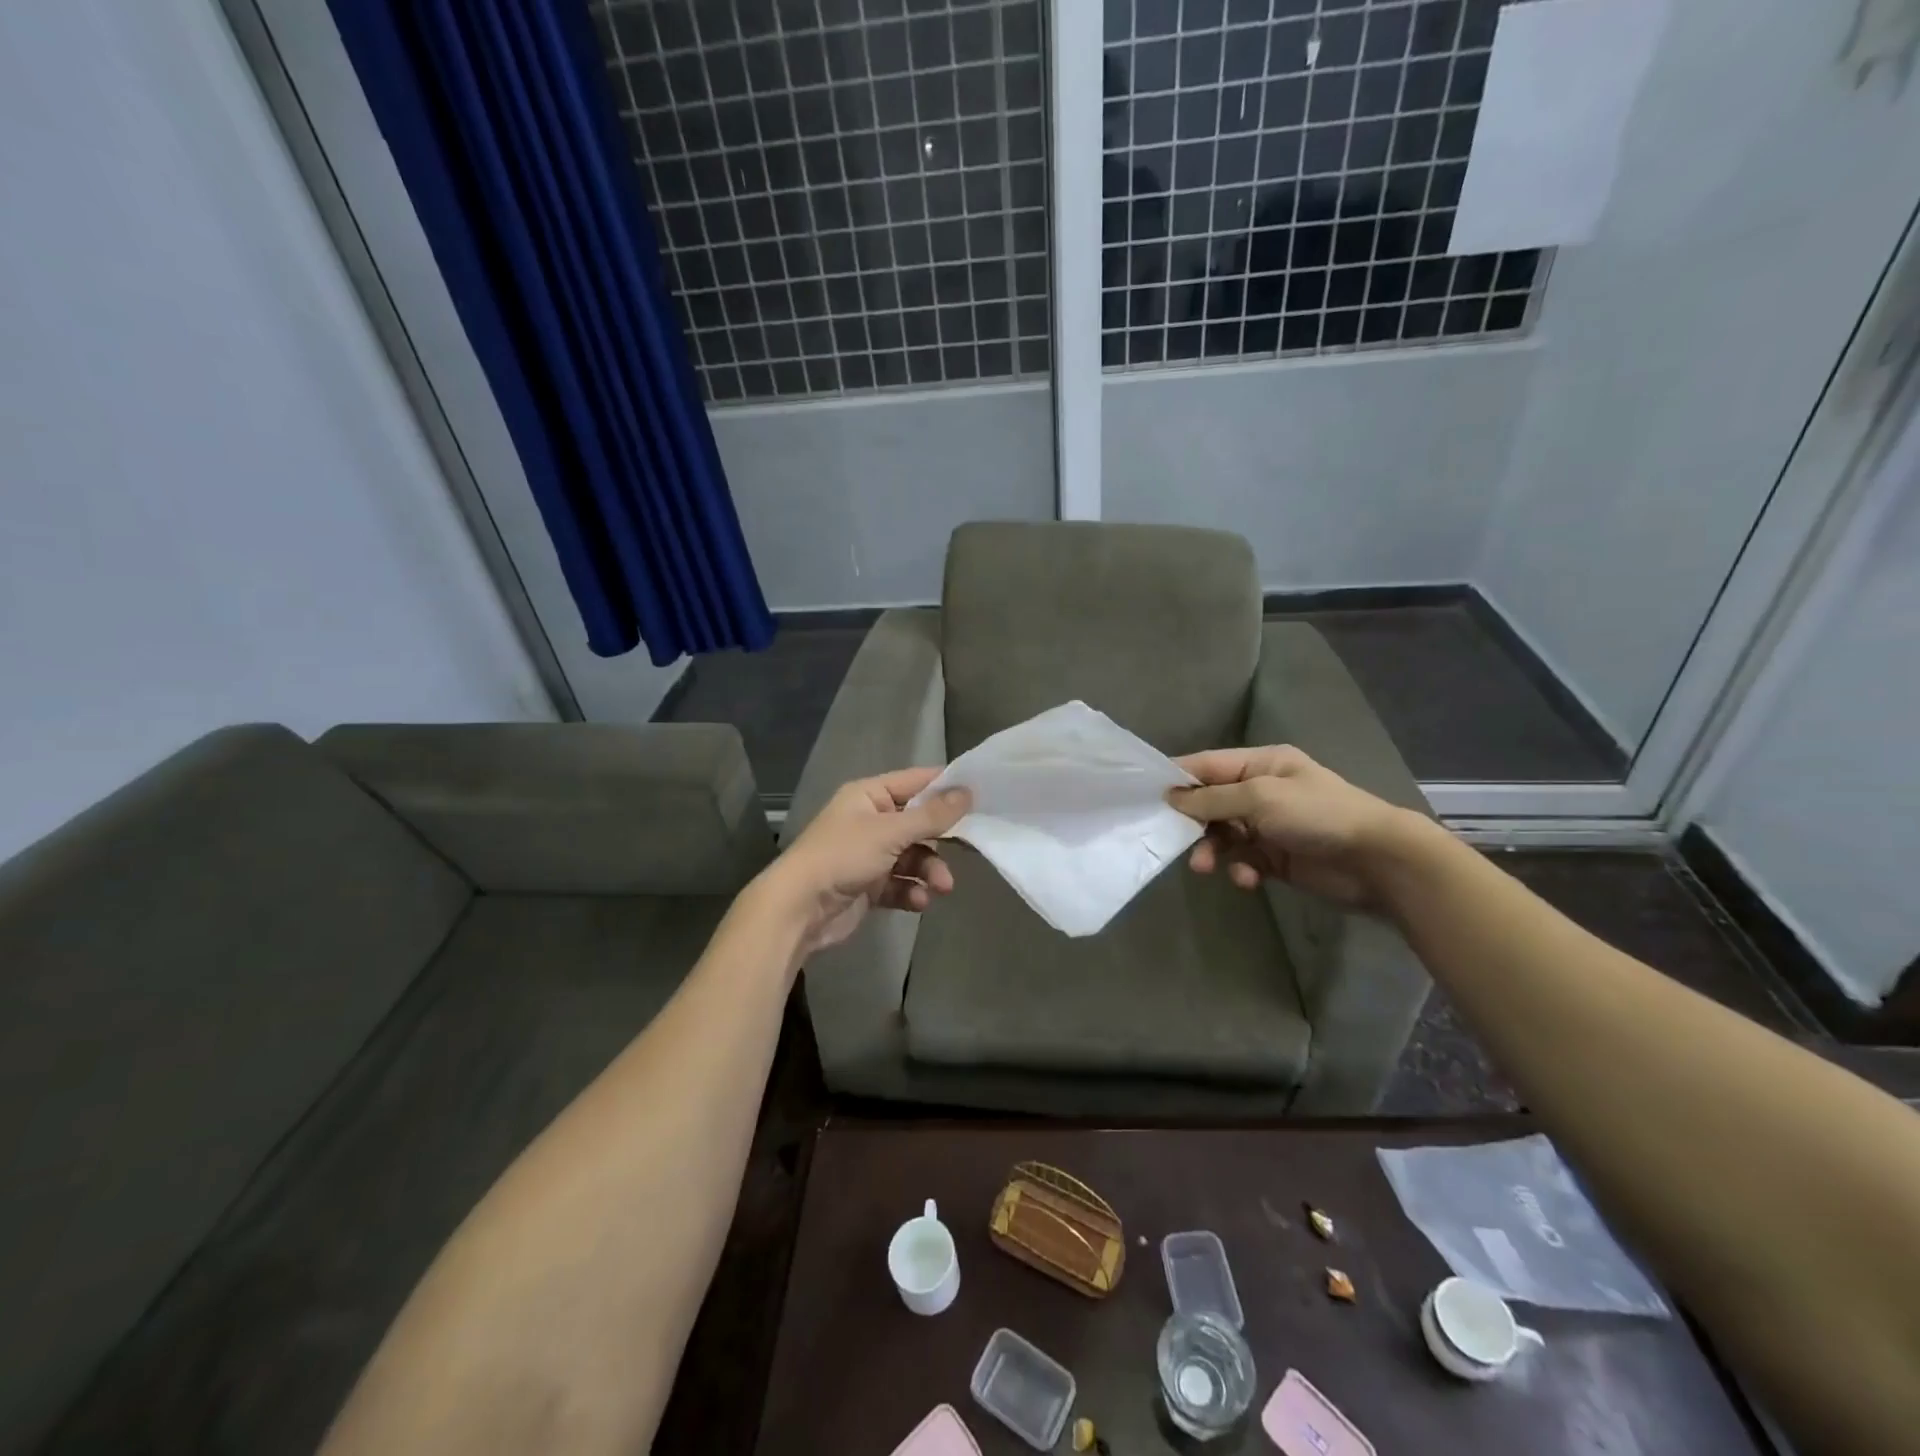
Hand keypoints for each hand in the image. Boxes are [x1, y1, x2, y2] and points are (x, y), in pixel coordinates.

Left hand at [762, 768, 971, 956]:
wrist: (799, 909)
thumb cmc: (842, 856)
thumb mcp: (890, 832)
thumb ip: (932, 815)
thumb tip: (968, 792)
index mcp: (869, 796)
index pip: (915, 782)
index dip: (946, 787)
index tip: (980, 795)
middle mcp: (870, 821)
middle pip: (918, 823)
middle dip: (941, 840)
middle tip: (969, 848)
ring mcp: (869, 855)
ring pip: (913, 856)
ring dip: (929, 870)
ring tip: (941, 887)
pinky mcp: (869, 886)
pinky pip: (901, 883)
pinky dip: (912, 891)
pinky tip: (918, 901)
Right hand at [1166, 746, 1414, 907]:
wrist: (1376, 861)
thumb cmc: (1317, 815)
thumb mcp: (1259, 798)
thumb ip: (1212, 799)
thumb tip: (1171, 797)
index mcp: (1260, 765)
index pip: (1206, 765)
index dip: (1177, 779)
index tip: (1145, 795)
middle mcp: (1261, 791)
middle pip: (1210, 803)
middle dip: (1192, 822)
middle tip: (1173, 839)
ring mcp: (1269, 825)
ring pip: (1223, 835)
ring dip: (1212, 850)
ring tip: (1206, 867)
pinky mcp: (1276, 857)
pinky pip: (1243, 860)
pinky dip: (1239, 869)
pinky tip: (1246, 879)